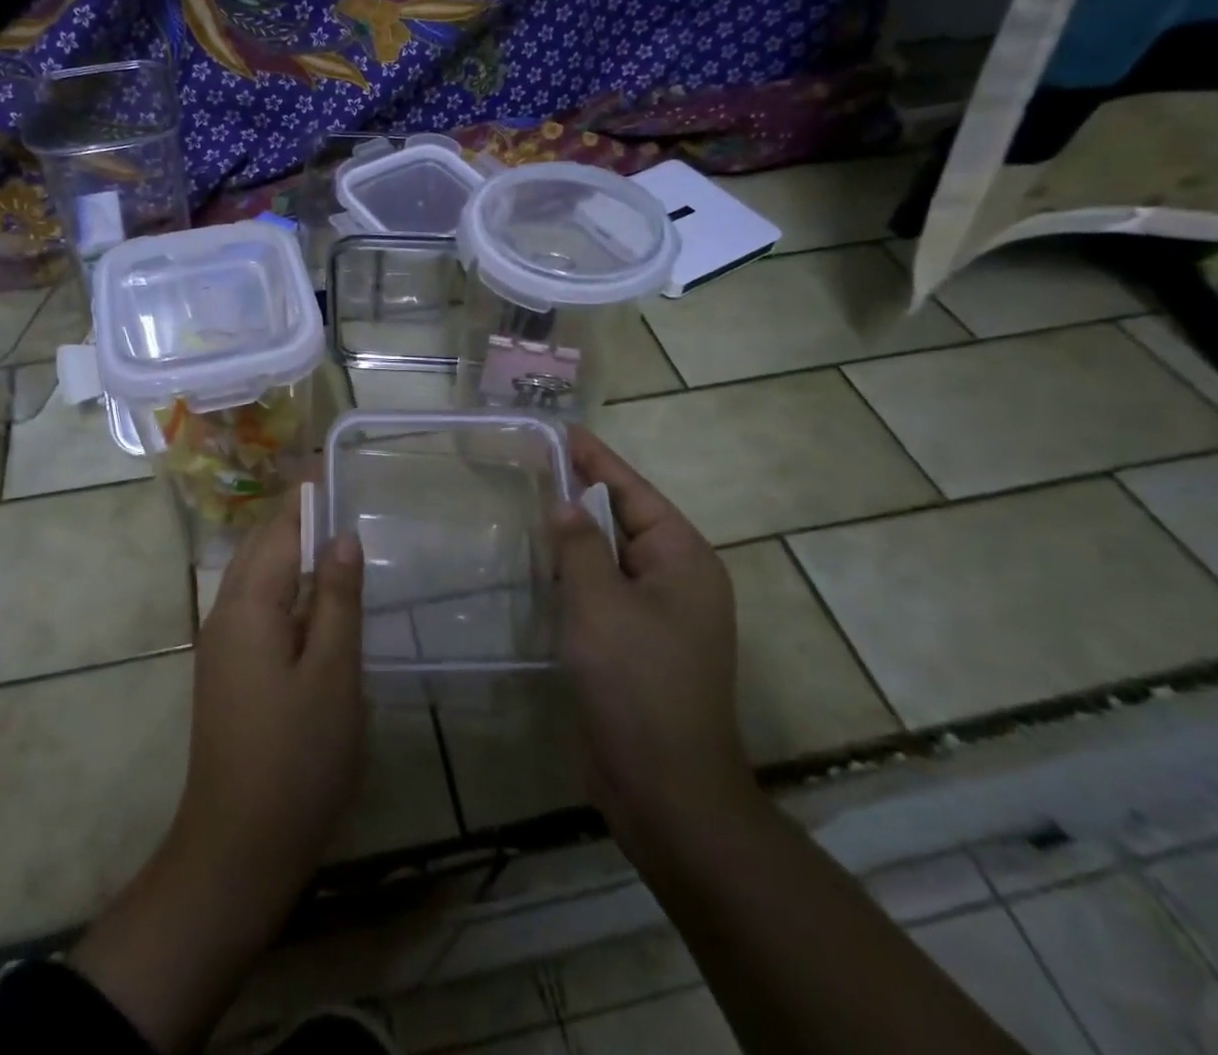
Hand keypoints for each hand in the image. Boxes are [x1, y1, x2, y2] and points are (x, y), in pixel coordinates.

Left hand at [171, 490, 366, 926]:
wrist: (237, 848)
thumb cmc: (296, 758)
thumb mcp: (333, 674)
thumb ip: (337, 600)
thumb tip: (342, 536)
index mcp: (248, 605)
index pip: (279, 530)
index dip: (307, 497)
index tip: (333, 466)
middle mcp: (225, 613)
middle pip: (261, 547)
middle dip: (298, 519)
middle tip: (343, 498)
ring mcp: (221, 644)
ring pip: (257, 577)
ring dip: (291, 552)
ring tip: (336, 540)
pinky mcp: (228, 671)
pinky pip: (257, 607)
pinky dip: (286, 587)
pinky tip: (317, 601)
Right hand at [555, 427, 757, 855]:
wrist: (666, 788)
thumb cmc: (637, 684)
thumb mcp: (600, 604)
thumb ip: (579, 547)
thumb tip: (566, 505)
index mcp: (683, 560)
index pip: (634, 492)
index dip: (597, 459)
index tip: (564, 430)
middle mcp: (678, 580)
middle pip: (625, 520)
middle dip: (583, 493)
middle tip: (537, 463)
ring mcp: (660, 616)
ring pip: (612, 558)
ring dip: (577, 535)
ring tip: (533, 503)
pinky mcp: (638, 645)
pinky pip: (605, 592)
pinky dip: (577, 574)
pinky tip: (544, 565)